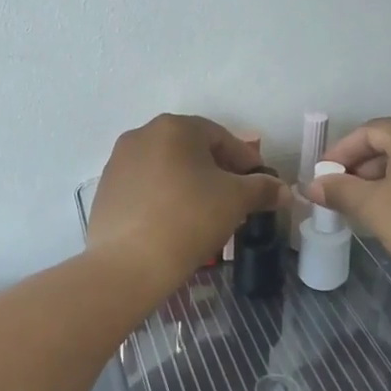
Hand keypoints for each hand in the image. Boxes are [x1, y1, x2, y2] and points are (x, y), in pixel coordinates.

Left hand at [89, 115, 288, 289]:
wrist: (128, 263)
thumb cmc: (189, 219)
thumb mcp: (236, 201)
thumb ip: (262, 189)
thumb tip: (283, 190)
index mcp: (174, 127)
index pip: (221, 137)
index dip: (246, 161)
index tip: (260, 184)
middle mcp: (142, 134)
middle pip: (191, 149)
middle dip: (217, 171)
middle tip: (236, 200)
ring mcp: (119, 161)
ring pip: (167, 167)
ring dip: (190, 184)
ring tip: (206, 214)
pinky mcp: (106, 189)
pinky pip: (145, 186)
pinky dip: (164, 197)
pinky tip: (175, 223)